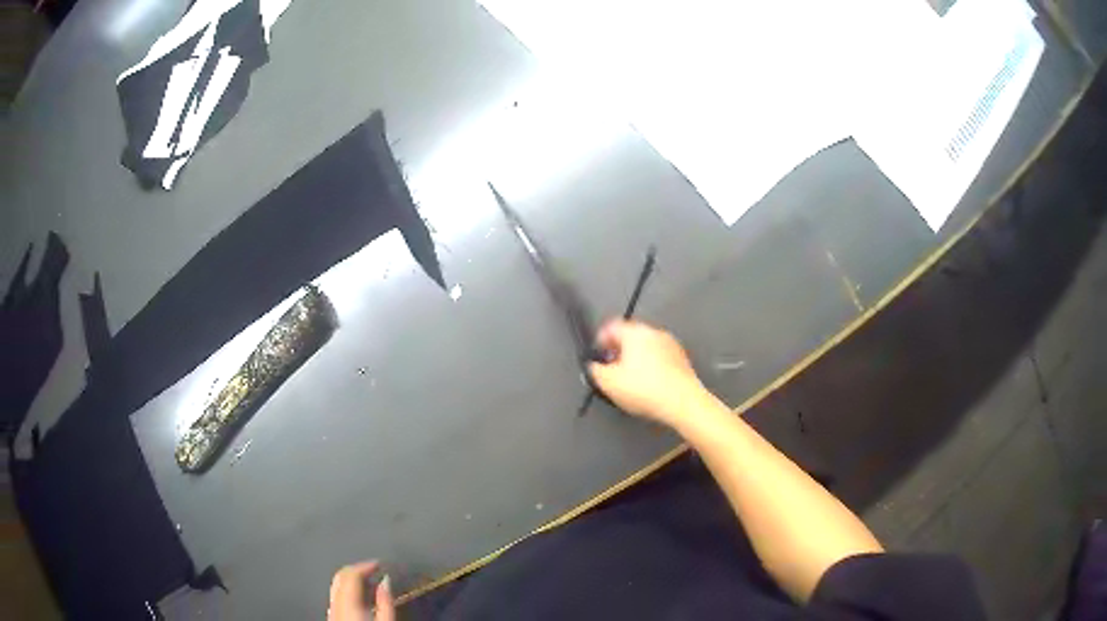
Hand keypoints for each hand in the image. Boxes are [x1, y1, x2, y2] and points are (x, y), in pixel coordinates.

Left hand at [328, 561, 393, 620]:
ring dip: (352, 579)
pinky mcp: (332, 613)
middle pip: (341, 576)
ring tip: (369, 582)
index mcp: (348, 600)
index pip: (352, 572)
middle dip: (357, 569)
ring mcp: (331, 607)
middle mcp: (335, 600)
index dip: (366, 564)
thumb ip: (385, 600)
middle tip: (373, 568)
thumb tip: (386, 580)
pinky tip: (360, 596)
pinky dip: (347, 589)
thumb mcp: (385, 619)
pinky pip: (336, 594)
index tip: (379, 563)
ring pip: (337, 584)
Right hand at [588, 319, 705, 424]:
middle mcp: (653, 332)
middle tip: (612, 368)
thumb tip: (594, 366)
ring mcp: (670, 344)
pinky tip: (648, 383)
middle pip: (630, 335)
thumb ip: (595, 370)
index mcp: (635, 333)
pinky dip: (651, 366)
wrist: (682, 402)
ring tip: (630, 378)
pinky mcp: (681, 358)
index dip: (600, 340)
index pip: (611, 326)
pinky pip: (660, 357)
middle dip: (618, 350)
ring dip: (636, 358)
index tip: (598, 354)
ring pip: (646, 346)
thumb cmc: (646, 390)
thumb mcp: (608, 383)